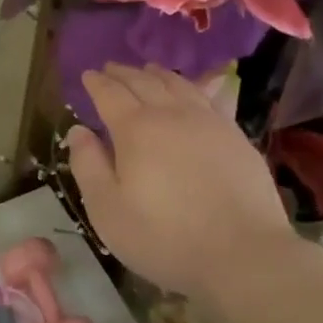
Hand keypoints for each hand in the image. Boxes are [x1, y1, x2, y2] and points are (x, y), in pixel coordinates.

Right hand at [67, 63, 308, 302]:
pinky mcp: (236, 137)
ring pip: (178, 85)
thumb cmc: (164, 237)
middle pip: (143, 82)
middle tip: (111, 68)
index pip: (110, 94)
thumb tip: (78, 130)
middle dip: (124, 73)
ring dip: (158, 74)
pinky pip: (208, 98)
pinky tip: (191, 91)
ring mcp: (209, 123)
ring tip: (148, 69)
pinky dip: (192, 87)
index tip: (87, 74)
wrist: (244, 255)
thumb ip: (88, 165)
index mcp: (135, 129)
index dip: (96, 83)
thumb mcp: (108, 210)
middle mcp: (171, 115)